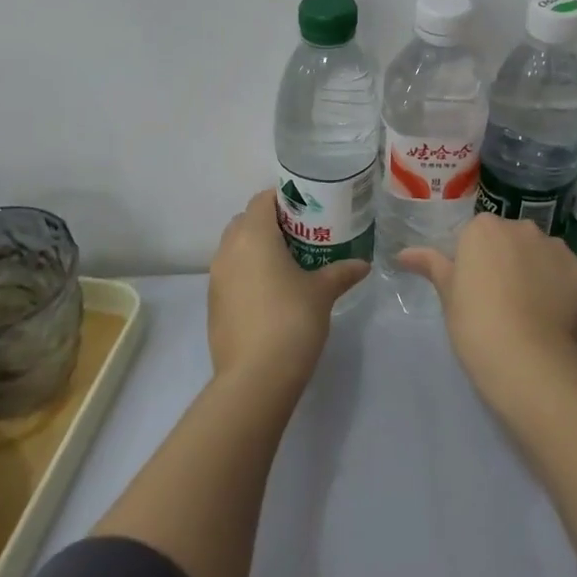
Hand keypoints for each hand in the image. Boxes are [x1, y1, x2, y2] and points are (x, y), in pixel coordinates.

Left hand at [208, 190, 368, 387]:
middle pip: (246, 220)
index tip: (307, 209)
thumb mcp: (322, 292)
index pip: (262, 199)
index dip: (284, 198)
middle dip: (270, 222)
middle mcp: (228, 249)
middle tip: (301, 235)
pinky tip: (271, 292)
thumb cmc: (291, 320)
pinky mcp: (213, 304)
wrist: (255, 378)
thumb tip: (363, 264)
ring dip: (257, 248)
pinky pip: (230, 274)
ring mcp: (216, 278)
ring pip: (235, 248)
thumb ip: (342, 272)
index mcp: (253, 235)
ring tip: (287, 263)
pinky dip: (247, 272)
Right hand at [398, 214, 576, 402]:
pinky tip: (553, 314)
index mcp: (483, 228)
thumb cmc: (475, 323)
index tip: (476, 289)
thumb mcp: (448, 294)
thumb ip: (430, 265)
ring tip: (530, 309)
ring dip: (536, 270)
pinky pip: (566, 273)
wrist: (526, 358)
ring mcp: (555, 246)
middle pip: (512, 239)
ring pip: (542, 253)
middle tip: (501, 299)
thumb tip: (403, 253)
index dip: (476, 262)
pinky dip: (561, 287)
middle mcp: (521, 227)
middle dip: (508, 260)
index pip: (478, 236)